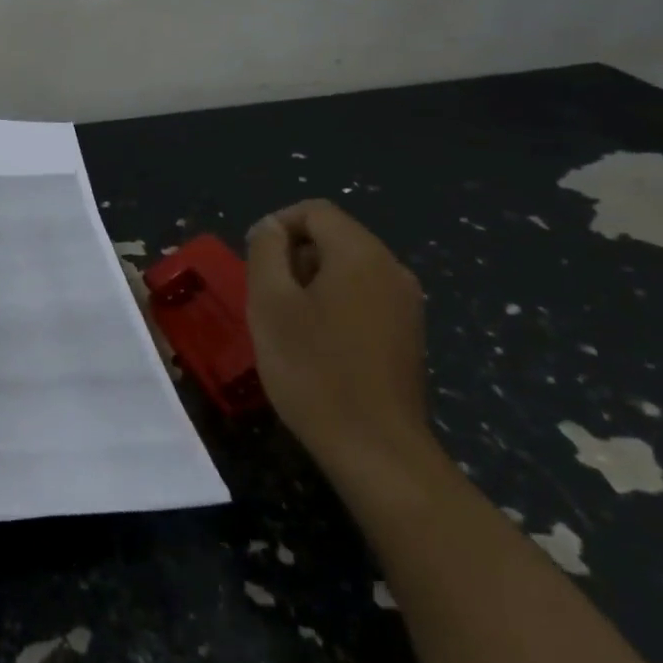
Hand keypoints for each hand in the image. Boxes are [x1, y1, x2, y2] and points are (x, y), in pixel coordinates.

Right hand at [246, 200, 432, 479]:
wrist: (377, 451)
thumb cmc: (314, 370)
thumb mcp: (270, 303)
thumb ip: (267, 251)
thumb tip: (271, 227)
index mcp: (361, 253)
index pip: (314, 211)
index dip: (277, 225)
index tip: (253, 260)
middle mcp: (391, 268)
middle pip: (334, 237)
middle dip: (294, 256)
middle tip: (266, 297)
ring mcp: (406, 304)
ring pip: (348, 269)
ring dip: (312, 283)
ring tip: (288, 323)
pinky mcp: (409, 335)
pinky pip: (365, 298)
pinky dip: (335, 305)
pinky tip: (318, 345)